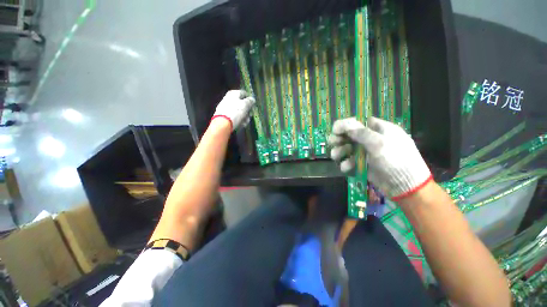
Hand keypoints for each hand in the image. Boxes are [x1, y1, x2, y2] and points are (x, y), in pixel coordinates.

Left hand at [212, 90, 255, 130]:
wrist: (223, 123)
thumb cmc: (235, 112)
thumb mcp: (245, 105)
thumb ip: (250, 101)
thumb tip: (252, 99)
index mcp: (233, 93)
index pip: (244, 93)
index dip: (250, 99)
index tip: (253, 106)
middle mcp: (229, 98)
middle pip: (242, 104)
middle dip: (247, 111)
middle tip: (250, 115)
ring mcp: (226, 107)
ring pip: (239, 111)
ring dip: (244, 117)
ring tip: (245, 122)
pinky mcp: (225, 115)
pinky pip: (234, 116)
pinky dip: (239, 120)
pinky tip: (241, 124)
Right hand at [328, 117, 432, 199]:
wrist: (405, 186)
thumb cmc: (395, 160)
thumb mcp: (379, 143)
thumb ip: (361, 133)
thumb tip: (344, 124)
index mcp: (380, 130)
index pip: (360, 122)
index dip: (346, 125)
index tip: (335, 130)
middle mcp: (372, 139)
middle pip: (351, 135)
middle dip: (340, 138)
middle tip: (332, 142)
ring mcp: (367, 152)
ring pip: (348, 148)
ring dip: (340, 151)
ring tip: (335, 156)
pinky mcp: (363, 164)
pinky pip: (350, 160)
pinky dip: (346, 163)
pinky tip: (345, 167)